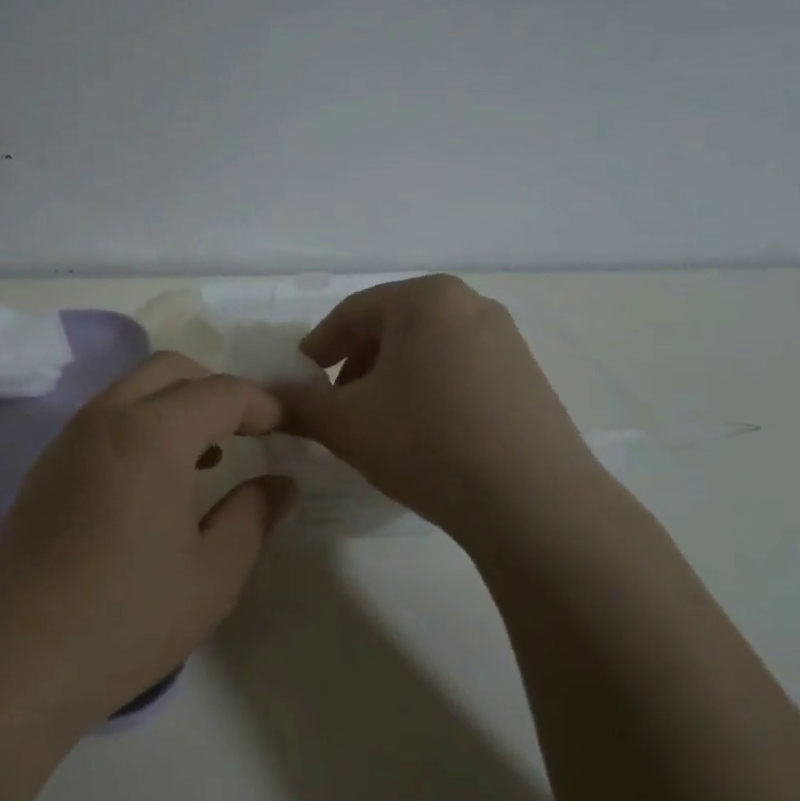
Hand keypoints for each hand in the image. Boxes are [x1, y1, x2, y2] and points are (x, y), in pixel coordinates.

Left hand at [0, 353, 296, 730]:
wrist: (16, 657)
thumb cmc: (127, 617)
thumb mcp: (213, 573)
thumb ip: (254, 515)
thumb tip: (282, 483)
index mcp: (152, 432)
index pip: (221, 392)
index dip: (263, 405)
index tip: (288, 429)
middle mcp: (105, 417)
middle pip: (170, 370)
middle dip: (216, 389)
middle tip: (246, 433)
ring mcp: (68, 437)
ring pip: (131, 390)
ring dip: (175, 404)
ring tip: (207, 457)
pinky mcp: (46, 464)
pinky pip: (104, 419)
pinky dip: (140, 424)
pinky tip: (153, 480)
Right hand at [275, 275, 604, 535]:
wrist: (532, 502)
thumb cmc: (425, 441)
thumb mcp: (344, 423)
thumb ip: (297, 405)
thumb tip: (266, 400)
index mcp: (424, 298)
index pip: (351, 313)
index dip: (317, 347)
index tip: (300, 380)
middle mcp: (470, 304)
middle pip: (392, 327)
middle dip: (355, 364)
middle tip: (335, 404)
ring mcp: (506, 340)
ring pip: (426, 349)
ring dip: (391, 379)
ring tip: (377, 423)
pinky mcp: (528, 377)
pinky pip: (460, 370)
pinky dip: (429, 391)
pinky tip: (423, 434)